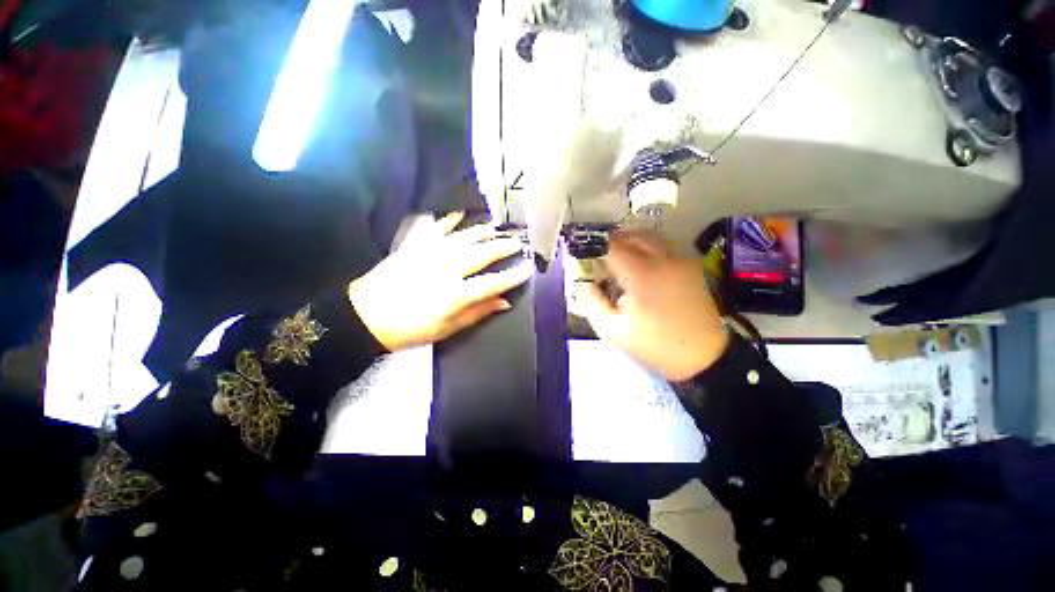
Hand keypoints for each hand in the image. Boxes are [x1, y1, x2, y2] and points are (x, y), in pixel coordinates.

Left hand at [348, 212, 532, 350]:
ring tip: (496, 226)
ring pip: (463, 237)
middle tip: (517, 242)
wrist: (365, 316)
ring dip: (482, 231)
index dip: (513, 276)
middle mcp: (447, 269)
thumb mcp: (447, 329)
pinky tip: (458, 214)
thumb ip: (477, 313)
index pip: (493, 282)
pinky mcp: (414, 247)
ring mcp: (430, 254)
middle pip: (481, 254)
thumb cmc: (410, 329)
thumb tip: (504, 302)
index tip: (528, 268)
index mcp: (456, 293)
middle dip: (502, 247)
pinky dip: (447, 220)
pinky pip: (434, 229)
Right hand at [571, 232, 728, 380]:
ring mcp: (681, 261)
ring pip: (650, 238)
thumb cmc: (653, 345)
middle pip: (632, 235)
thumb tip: (584, 281)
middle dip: (612, 240)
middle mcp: (663, 259)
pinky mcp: (692, 267)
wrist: (703, 357)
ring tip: (618, 256)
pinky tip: (641, 265)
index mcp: (641, 274)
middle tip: (599, 252)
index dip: (595, 245)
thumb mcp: (611, 330)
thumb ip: (592, 302)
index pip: (612, 246)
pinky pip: (664, 247)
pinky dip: (648, 248)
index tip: (583, 251)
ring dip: (631, 241)